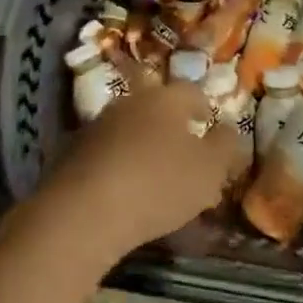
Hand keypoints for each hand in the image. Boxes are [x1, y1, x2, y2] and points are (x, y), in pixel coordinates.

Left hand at [40, 83, 243, 257]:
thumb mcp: (209, 170)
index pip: (191, 92)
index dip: (204, 107)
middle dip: (173, 128)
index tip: (209, 124)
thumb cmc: (157, 183)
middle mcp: (130, 101)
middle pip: (157, 108)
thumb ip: (226, 147)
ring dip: (144, 147)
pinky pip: (107, 154)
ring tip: (156, 179)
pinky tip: (125, 193)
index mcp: (165, 98)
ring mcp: (97, 125)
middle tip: (185, 155)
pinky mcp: (72, 153)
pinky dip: (120, 167)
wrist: (82, 211)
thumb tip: (229, 130)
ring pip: (131, 130)